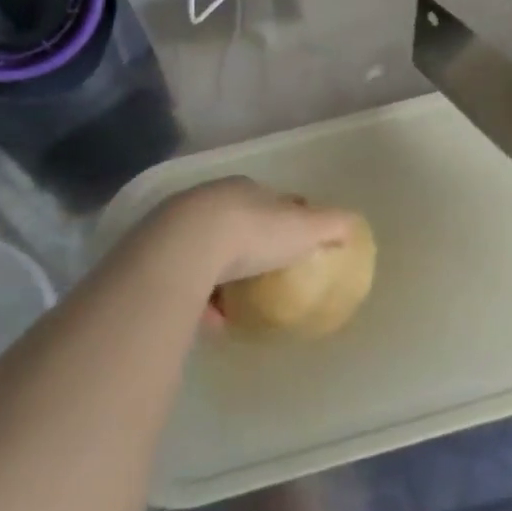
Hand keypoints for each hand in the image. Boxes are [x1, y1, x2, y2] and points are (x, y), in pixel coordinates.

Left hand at [149, 175, 359, 288]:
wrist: (185, 248)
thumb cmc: (252, 232)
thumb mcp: (302, 228)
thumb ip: (331, 225)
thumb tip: (355, 224)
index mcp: (245, 189)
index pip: (270, 201)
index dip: (285, 220)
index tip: (295, 244)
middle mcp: (211, 200)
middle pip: (236, 222)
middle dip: (250, 246)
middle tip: (266, 275)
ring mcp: (178, 226)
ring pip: (207, 250)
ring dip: (222, 274)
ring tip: (237, 304)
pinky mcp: (156, 255)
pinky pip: (184, 278)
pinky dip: (199, 298)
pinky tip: (211, 321)